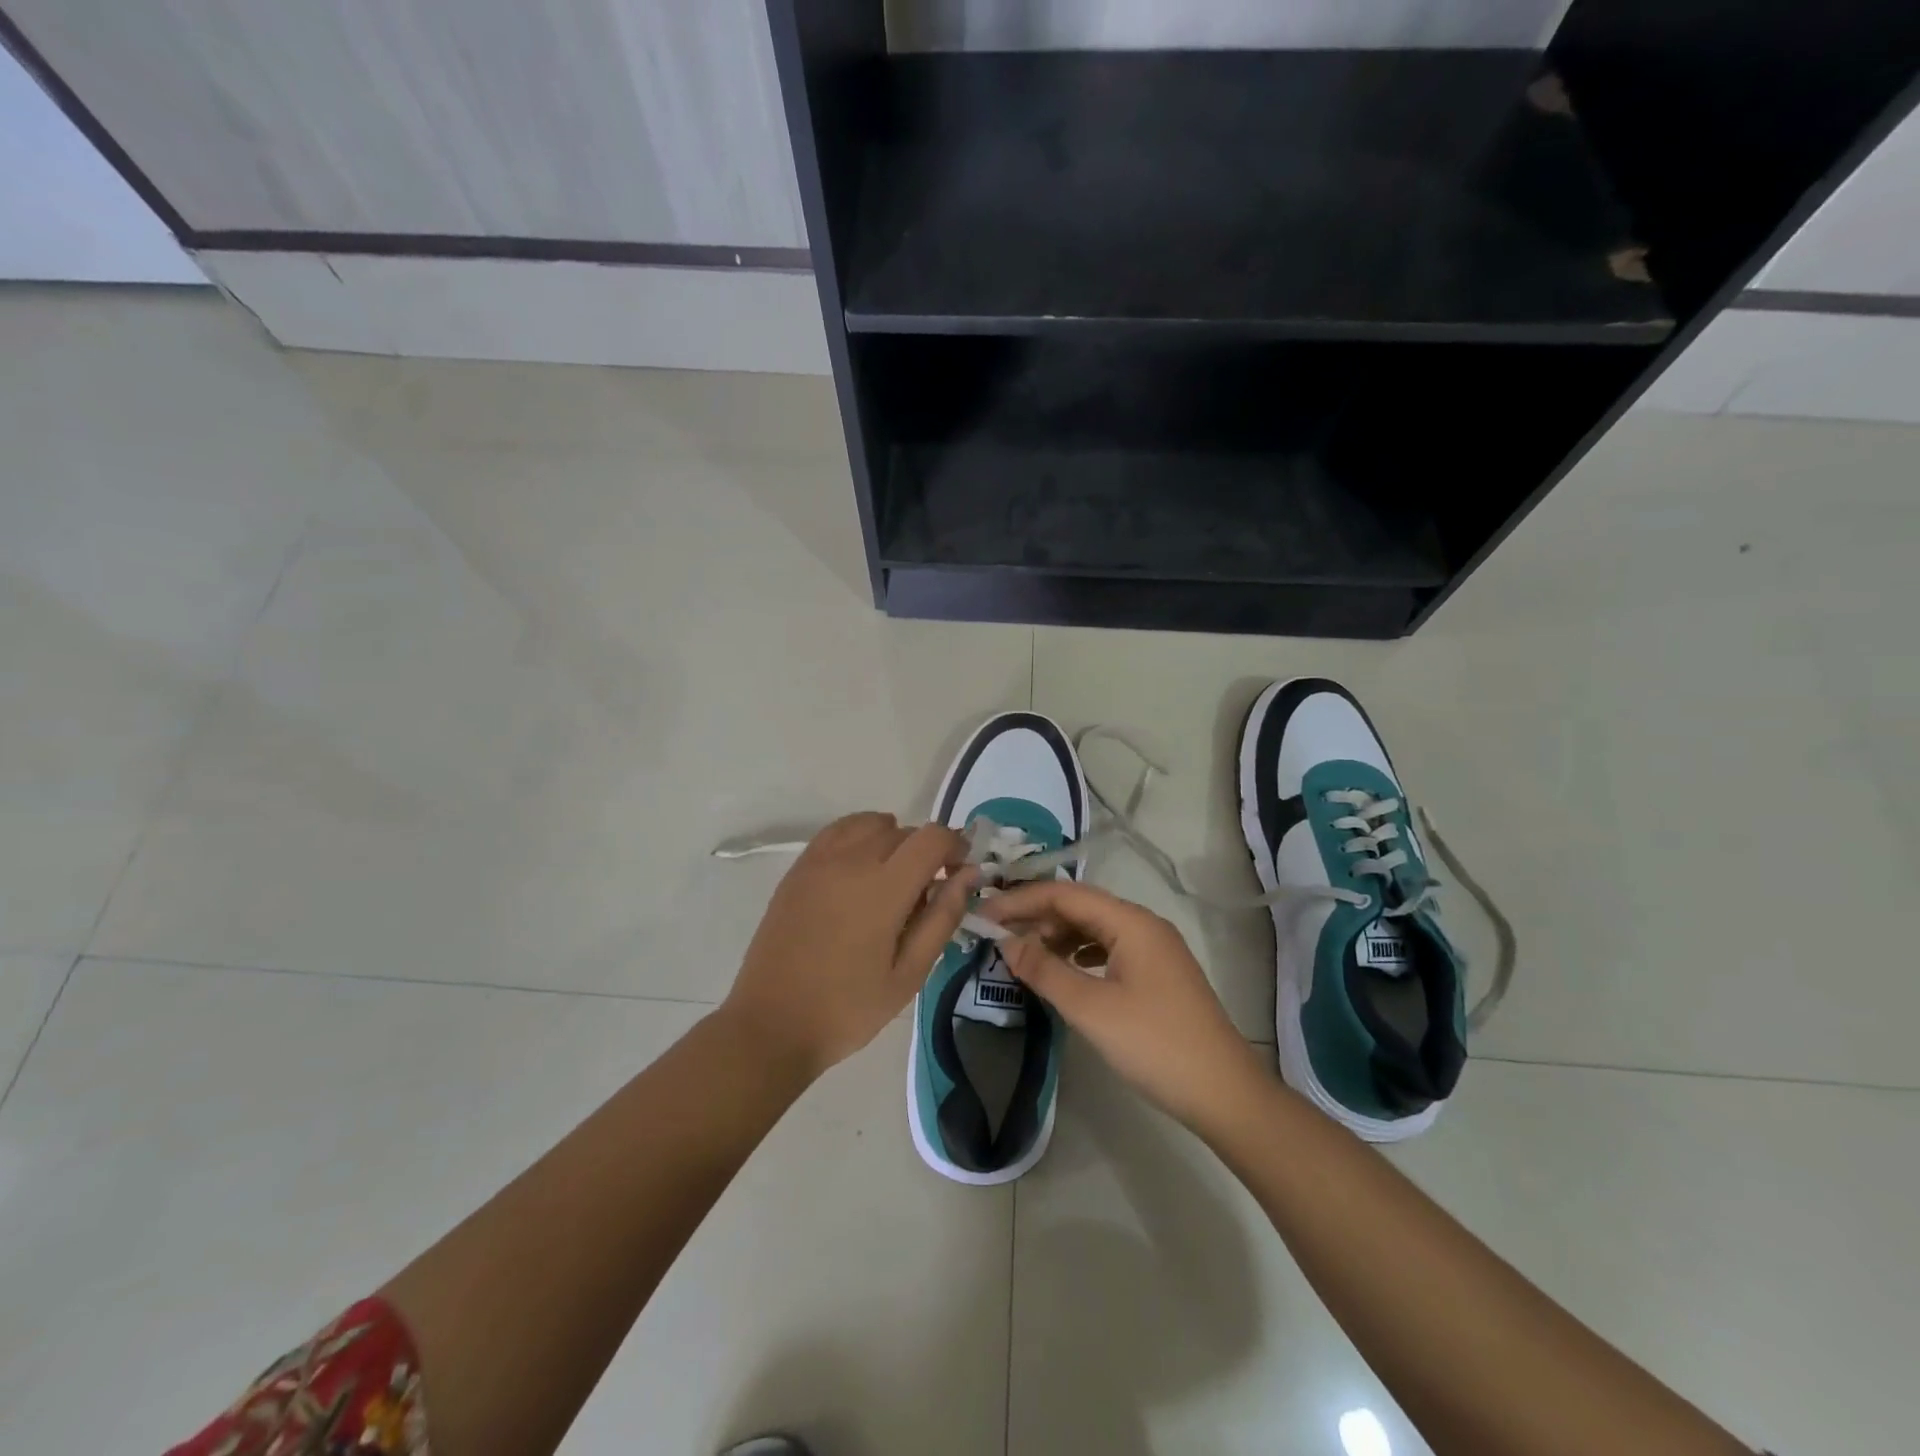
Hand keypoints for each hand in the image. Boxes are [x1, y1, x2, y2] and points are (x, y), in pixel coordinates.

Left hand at [722, 812, 975, 1081]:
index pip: (931, 838)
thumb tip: (968, 875)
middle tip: (927, 892)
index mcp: (883, 888)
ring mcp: (819, 861)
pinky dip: (859, 836)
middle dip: (925, 851)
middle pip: (903, 831)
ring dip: (892, 840)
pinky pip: (837, 832)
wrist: (772, 1023)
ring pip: (869, 825)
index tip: (959, 873)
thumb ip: (942, 917)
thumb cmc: (848, 1008)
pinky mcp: (798, 870)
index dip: (954, 846)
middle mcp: (851, 861)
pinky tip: (860, 869)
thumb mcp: (909, 974)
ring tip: (893, 878)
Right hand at [985, 880, 1268, 1131]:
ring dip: (1056, 936)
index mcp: (1131, 922)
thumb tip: (1006, 942)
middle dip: (1037, 917)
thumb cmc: (1154, 1045)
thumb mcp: (1091, 1008)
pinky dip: (1078, 954)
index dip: (1021, 900)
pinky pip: (1108, 949)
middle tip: (997, 936)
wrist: (1224, 1092)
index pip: (1065, 894)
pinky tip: (1061, 971)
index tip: (984, 914)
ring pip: (1094, 928)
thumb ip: (1044, 970)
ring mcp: (1154, 949)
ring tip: (1023, 955)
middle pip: (1080, 907)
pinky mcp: (1157, 973)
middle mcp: (1143, 925)